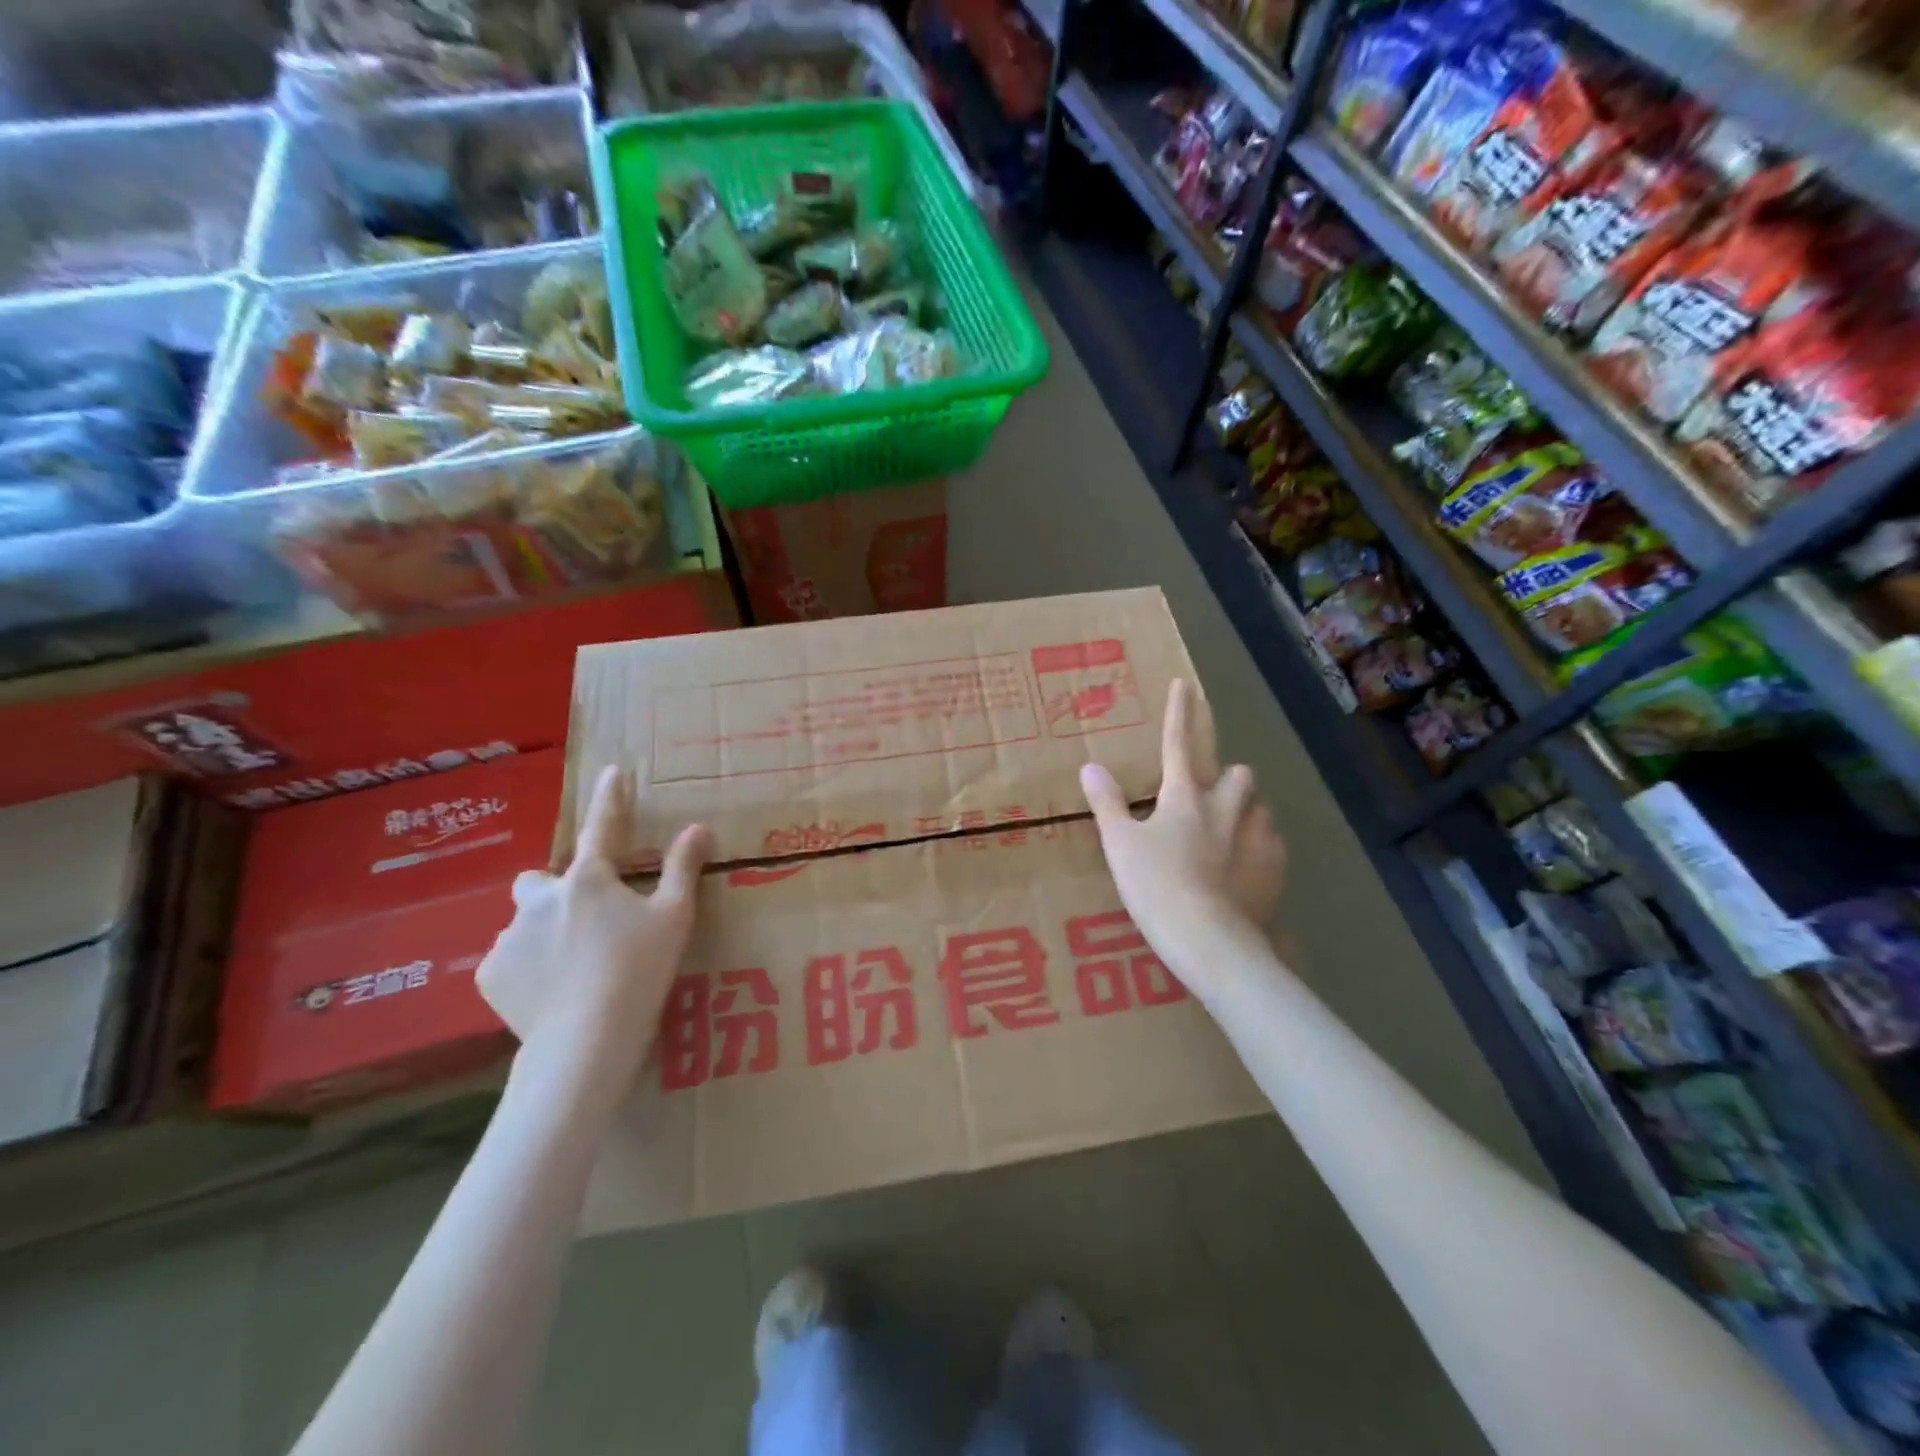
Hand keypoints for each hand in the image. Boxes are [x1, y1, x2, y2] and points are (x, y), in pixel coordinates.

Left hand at [478, 766, 710, 1099]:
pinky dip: (526, 968)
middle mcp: (541, 898)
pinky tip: (549, 992)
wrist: (586, 1040)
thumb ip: (682, 869)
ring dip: (543, 933)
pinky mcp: (490, 974)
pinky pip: (509, 960)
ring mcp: (510, 937)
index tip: (613, 771)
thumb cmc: (639, 971)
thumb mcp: (674, 918)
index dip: (611, 797)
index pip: (603, 826)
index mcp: (589, 880)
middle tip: (583, 921)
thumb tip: (698, 828)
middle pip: (539, 880)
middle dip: (553, 892)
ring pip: (525, 923)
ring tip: (571, 969)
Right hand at [1080, 679, 1285, 975]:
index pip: (1178, 743)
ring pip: (1257, 808)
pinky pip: (1271, 844)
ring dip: (1242, 812)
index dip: (1179, 713)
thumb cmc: (1155, 886)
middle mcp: (1226, 808)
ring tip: (1225, 836)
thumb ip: (1107, 803)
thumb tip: (1089, 766)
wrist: (1208, 938)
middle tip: (1206, 797)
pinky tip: (1243, 869)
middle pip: (1236, 773)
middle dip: (1226, 775)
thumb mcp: (1120, 844)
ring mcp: (1256, 837)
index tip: (1185, 684)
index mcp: (1184, 797)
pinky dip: (1257, 848)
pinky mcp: (1275, 869)